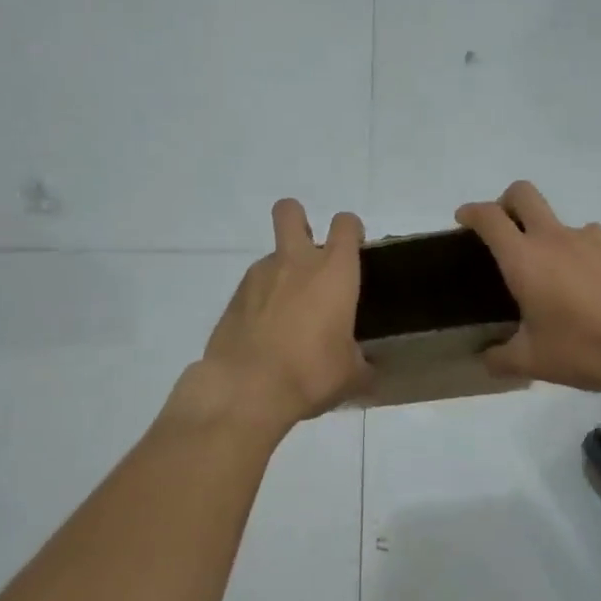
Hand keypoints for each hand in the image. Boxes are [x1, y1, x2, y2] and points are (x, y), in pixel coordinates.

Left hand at [187, 199, 372, 433]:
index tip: (354, 250)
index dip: (351, 231)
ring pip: (272, 256)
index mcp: (334, 272)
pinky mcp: (233, 297)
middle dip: (298, 220)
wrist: (247, 388)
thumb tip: (366, 369)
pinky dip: (261, 301)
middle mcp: (295, 262)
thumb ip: (361, 362)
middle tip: (308, 252)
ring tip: (288, 315)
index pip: (345, 225)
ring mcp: (259, 276)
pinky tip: (265, 333)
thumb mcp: (350, 374)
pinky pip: (253, 287)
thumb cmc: (311, 372)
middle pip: (290, 212)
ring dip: (281, 273)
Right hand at [455, 181, 600, 392]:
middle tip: (505, 230)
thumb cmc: (588, 347)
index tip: (464, 219)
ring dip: (552, 241)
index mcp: (525, 259)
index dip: (472, 212)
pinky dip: (586, 259)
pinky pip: (595, 244)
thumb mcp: (536, 362)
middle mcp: (556, 238)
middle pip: (524, 194)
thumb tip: (486, 359)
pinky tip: (598, 293)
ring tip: (562, 284)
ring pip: (563, 224)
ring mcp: (595, 238)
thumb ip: (503, 358)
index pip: (489, 217)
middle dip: (507, 201)